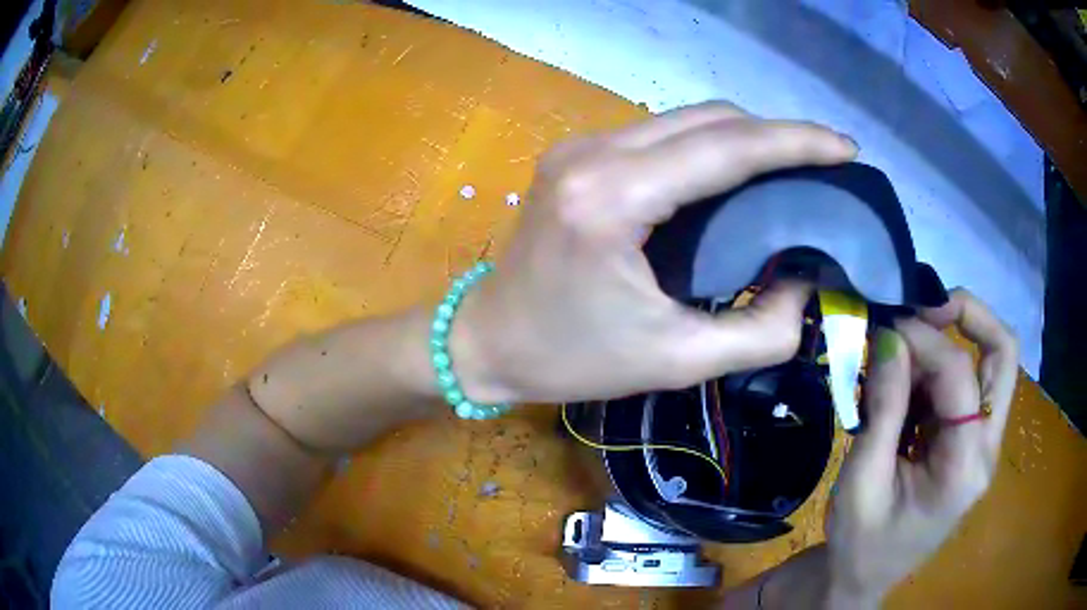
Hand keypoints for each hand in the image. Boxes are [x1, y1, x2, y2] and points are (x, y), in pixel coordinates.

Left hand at [452, 102, 856, 403]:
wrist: (487, 341)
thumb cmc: (571, 360)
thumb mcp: (676, 361)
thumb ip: (760, 331)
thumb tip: (806, 281)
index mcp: (613, 198)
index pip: (726, 148)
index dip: (795, 142)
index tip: (845, 147)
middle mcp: (594, 153)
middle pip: (709, 119)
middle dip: (776, 135)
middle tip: (825, 163)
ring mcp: (581, 147)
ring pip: (686, 120)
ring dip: (745, 137)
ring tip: (792, 168)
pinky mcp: (578, 155)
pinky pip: (662, 135)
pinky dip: (709, 146)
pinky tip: (736, 173)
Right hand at [824, 289, 1018, 604]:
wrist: (864, 577)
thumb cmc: (860, 542)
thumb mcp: (861, 482)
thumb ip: (884, 409)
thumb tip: (891, 336)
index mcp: (963, 470)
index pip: (960, 376)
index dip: (924, 339)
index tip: (885, 325)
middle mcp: (987, 449)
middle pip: (1004, 353)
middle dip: (969, 313)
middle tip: (925, 306)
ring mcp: (984, 445)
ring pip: (993, 362)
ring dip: (955, 339)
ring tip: (908, 349)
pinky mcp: (973, 443)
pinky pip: (970, 384)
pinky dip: (942, 367)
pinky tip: (909, 383)